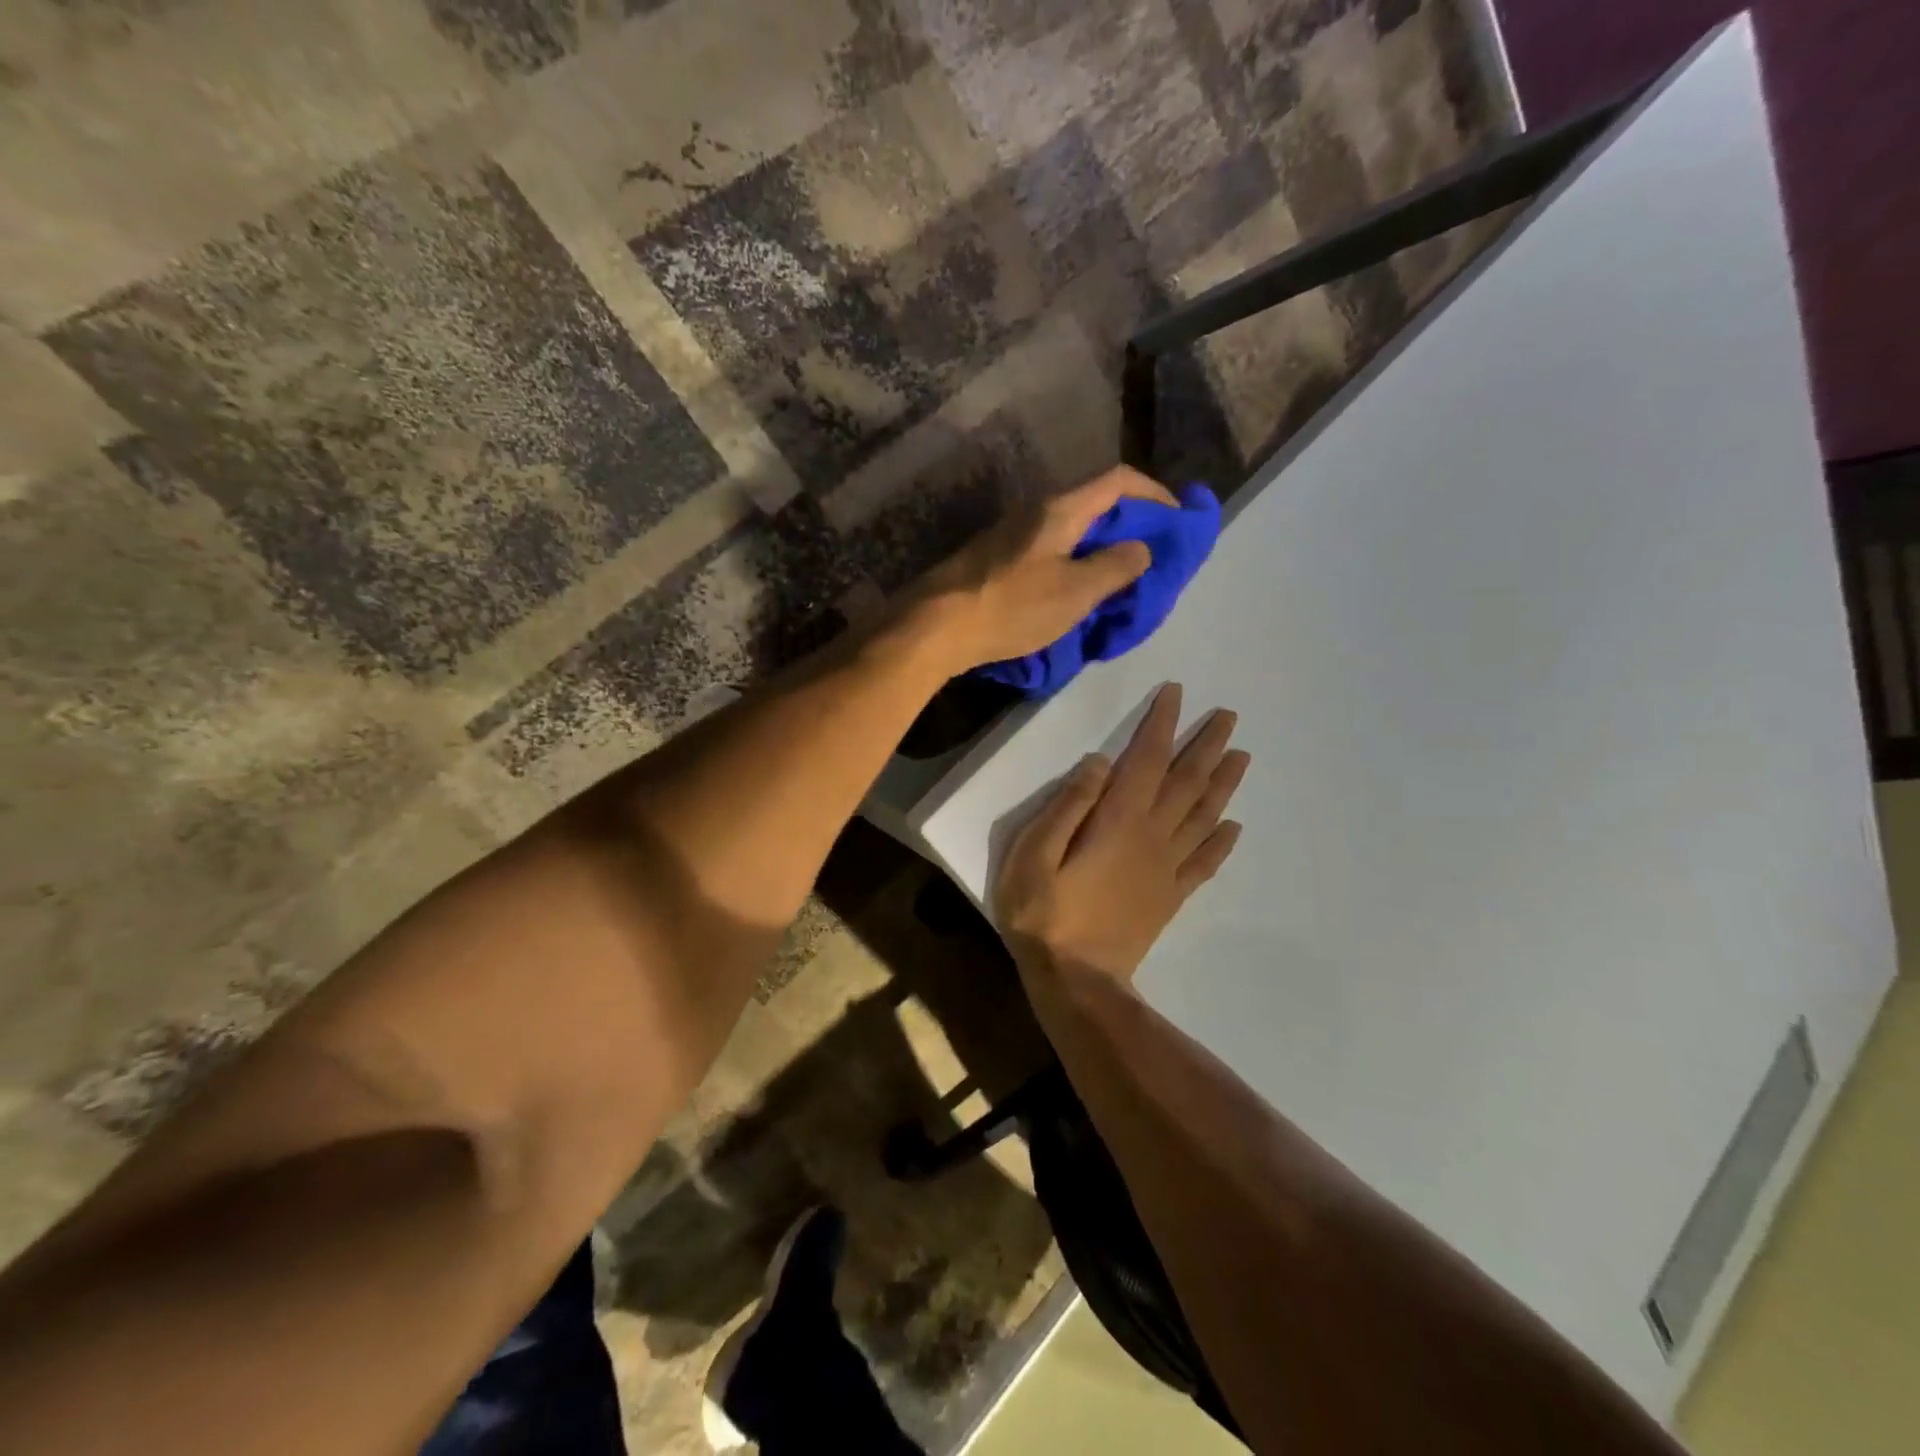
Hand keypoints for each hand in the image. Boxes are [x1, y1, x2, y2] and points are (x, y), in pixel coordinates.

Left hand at [913, 466, 1176, 670]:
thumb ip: (1116, 567)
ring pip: (1069, 530)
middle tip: (1150, 556)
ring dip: (1099, 547)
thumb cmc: (1012, 606)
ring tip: (1118, 579)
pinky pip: (1048, 551)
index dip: (1155, 493)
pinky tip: (1075, 592)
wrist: (936, 626)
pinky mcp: (995, 559)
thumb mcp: (1076, 591)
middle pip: (1093, 503)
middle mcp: (1035, 510)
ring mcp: (1011, 534)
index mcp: (1060, 509)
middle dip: (1129, 525)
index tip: (1177, 519)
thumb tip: (1142, 547)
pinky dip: (1073, 563)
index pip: (1119, 480)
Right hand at [995, 683, 1247, 983]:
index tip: (1177, 694)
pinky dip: (1221, 842)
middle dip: (1207, 745)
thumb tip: (1100, 762)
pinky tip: (1233, 828)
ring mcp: (1166, 869)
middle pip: (1187, 782)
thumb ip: (1067, 805)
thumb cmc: (1044, 914)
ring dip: (1223, 784)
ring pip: (1203, 816)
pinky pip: (1204, 863)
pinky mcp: (1169, 897)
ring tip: (1242, 756)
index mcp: (1119, 820)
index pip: (1147, 759)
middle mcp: (1152, 836)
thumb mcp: (1034, 854)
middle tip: (1229, 717)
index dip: (1163, 724)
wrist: (1076, 981)